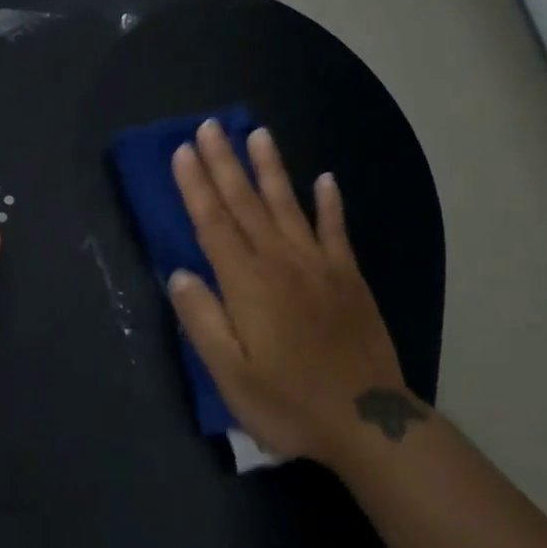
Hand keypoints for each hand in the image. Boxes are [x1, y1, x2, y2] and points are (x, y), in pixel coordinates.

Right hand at [169, 121, 425, 470]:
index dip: (196, 185)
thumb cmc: (289, 402)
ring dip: (270, 168)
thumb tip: (179, 273)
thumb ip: (202, 319)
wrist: (367, 421)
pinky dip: (330, 203)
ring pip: (288, 204)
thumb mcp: (231, 375)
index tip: (183, 150)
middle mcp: (280, 261)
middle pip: (246, 203)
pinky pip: (336, 229)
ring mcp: (318, 264)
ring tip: (258, 133)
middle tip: (210, 126)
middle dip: (224, 162)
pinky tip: (325, 179)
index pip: (213, 222)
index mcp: (246, 283)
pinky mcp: (348, 276)